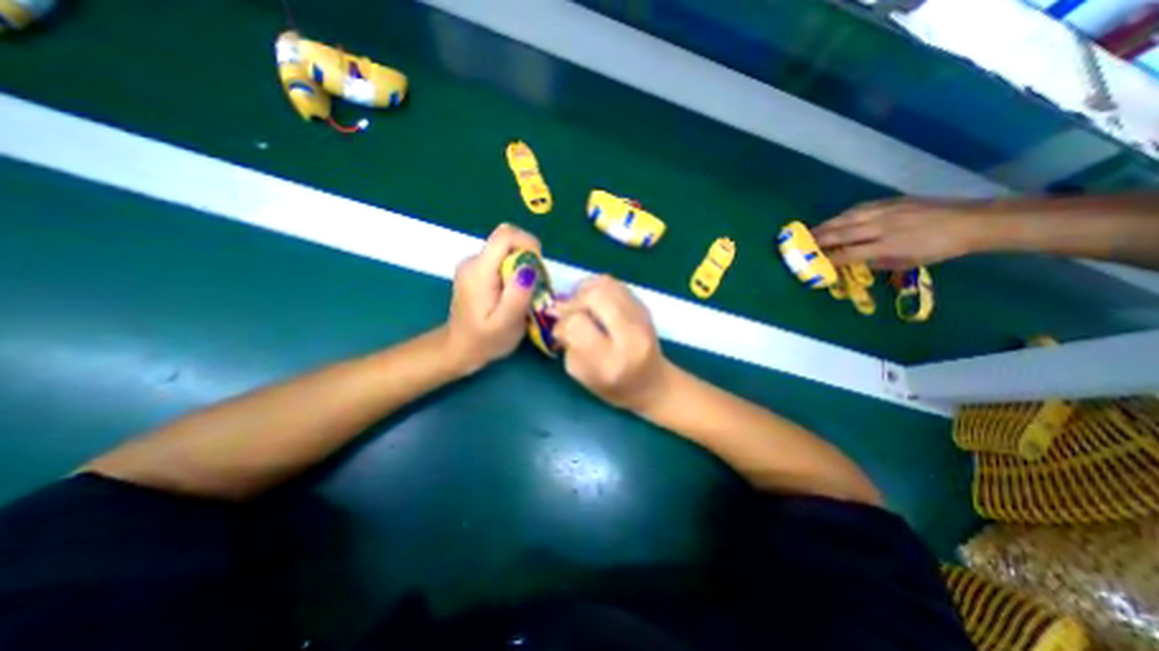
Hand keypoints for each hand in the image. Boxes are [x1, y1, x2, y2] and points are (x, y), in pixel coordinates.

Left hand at [446, 224, 539, 372]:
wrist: (460, 349)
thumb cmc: (485, 340)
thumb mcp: (506, 323)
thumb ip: (517, 296)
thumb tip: (529, 268)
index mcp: (479, 270)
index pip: (506, 236)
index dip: (528, 243)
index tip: (539, 267)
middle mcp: (473, 261)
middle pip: (508, 241)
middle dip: (528, 258)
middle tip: (534, 286)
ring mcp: (473, 265)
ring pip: (507, 251)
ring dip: (523, 267)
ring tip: (525, 294)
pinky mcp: (477, 271)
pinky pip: (502, 260)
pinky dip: (514, 272)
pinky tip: (514, 294)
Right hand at [553, 274, 671, 408]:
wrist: (653, 383)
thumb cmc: (613, 386)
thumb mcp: (582, 375)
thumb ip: (567, 343)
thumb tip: (557, 310)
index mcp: (611, 360)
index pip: (578, 324)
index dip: (563, 323)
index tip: (561, 331)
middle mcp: (630, 334)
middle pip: (595, 296)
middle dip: (574, 300)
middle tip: (568, 312)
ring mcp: (641, 317)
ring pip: (606, 284)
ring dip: (585, 290)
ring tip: (581, 305)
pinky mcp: (644, 306)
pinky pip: (615, 284)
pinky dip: (597, 288)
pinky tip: (594, 303)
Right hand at [813, 197, 986, 268]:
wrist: (972, 221)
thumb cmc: (939, 248)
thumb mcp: (907, 263)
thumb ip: (876, 262)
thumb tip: (853, 261)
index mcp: (888, 245)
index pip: (848, 253)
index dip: (828, 258)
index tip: (812, 262)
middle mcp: (883, 226)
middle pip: (842, 233)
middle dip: (819, 239)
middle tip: (801, 244)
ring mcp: (886, 211)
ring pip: (847, 218)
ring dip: (826, 225)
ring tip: (811, 231)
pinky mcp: (891, 201)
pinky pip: (860, 208)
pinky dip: (843, 215)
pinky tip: (836, 219)